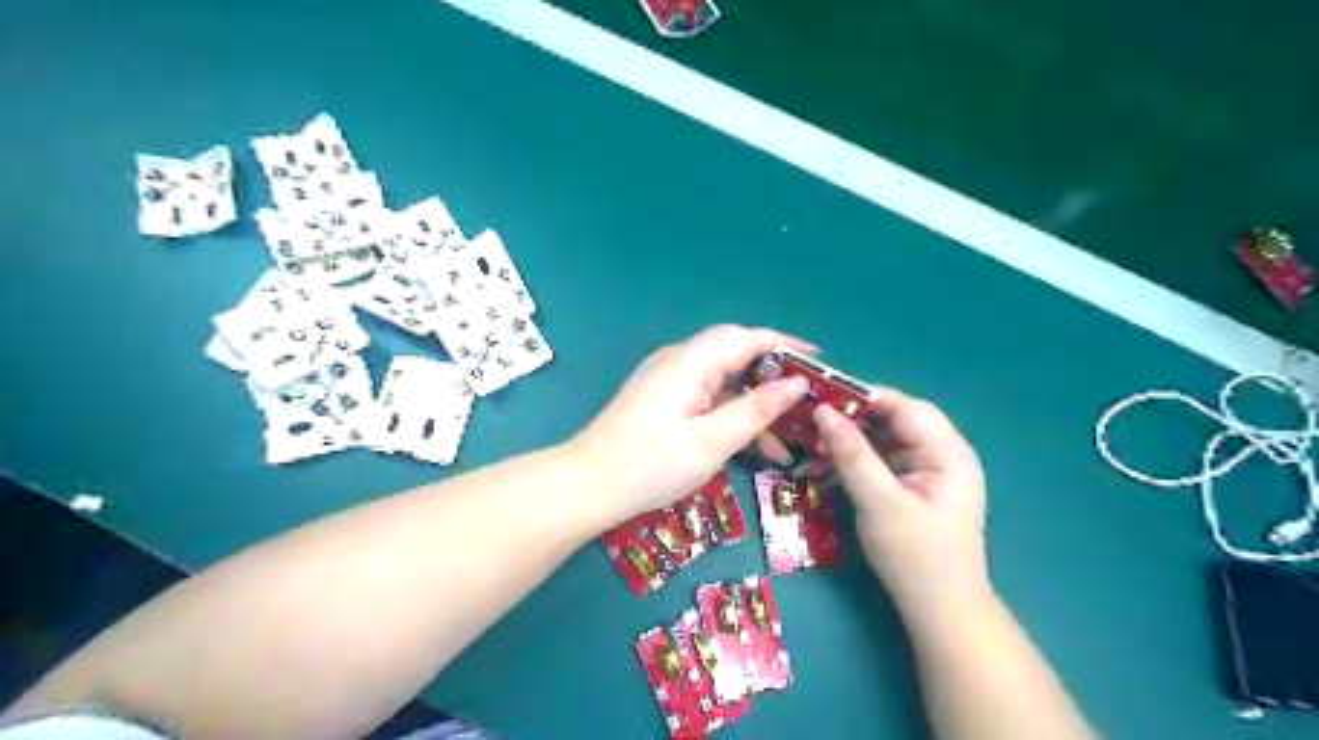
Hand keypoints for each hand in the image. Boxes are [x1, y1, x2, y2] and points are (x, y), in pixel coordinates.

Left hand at [575, 324, 814, 525]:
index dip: (785, 344)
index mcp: (691, 362)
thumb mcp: (711, 441)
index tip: (819, 359)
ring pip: (723, 380)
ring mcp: (669, 381)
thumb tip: (796, 383)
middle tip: (807, 396)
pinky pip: (707, 397)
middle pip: (735, 354)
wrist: (587, 485)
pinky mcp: (663, 400)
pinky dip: (731, 415)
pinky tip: (753, 445)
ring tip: (789, 437)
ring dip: (754, 403)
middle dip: (773, 373)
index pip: (747, 338)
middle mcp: (679, 361)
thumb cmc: (650, 464)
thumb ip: (756, 410)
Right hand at [817, 392, 988, 626]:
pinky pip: (882, 460)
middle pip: (895, 419)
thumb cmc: (916, 558)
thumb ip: (852, 455)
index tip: (820, 395)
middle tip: (812, 420)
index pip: (905, 407)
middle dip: (854, 417)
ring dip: (851, 439)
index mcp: (948, 452)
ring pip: (885, 438)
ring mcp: (929, 471)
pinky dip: (855, 460)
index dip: (863, 397)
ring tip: (813, 444)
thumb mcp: (879, 503)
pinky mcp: (914, 487)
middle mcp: (943, 454)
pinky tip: (827, 467)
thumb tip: (822, 410)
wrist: (941, 614)